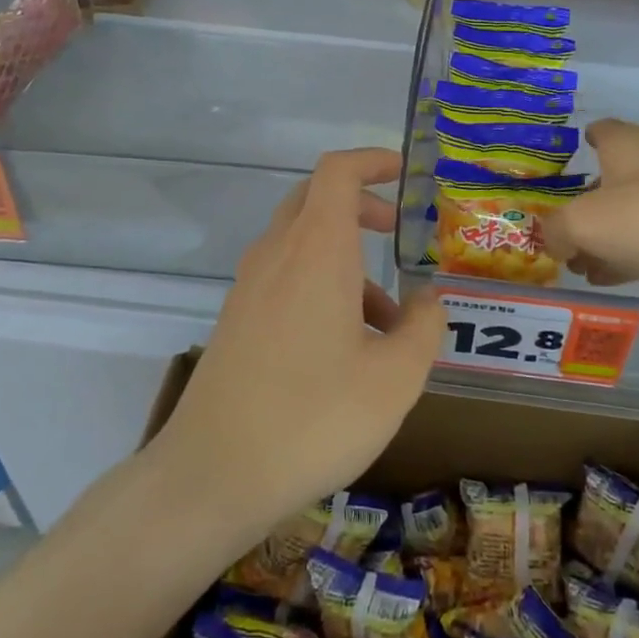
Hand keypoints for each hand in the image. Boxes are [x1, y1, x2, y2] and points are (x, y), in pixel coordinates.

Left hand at [150, 148, 444, 544]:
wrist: (211, 476)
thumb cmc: (314, 418)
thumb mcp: (395, 378)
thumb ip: (424, 327)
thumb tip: (428, 299)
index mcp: (316, 250)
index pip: (338, 172)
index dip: (372, 161)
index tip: (405, 173)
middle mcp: (277, 255)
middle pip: (316, 199)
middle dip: (361, 206)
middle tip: (397, 231)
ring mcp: (249, 288)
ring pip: (302, 243)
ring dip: (346, 259)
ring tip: (389, 320)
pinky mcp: (236, 320)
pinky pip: (285, 278)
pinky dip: (321, 286)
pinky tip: (347, 348)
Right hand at [541, 119, 638, 305]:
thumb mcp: (582, 222)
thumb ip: (555, 230)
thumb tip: (554, 240)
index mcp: (625, 146)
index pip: (603, 130)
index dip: (587, 138)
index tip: (573, 155)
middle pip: (611, 178)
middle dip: (585, 203)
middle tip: (561, 229)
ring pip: (628, 215)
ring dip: (602, 237)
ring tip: (576, 264)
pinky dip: (624, 258)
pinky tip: (603, 279)